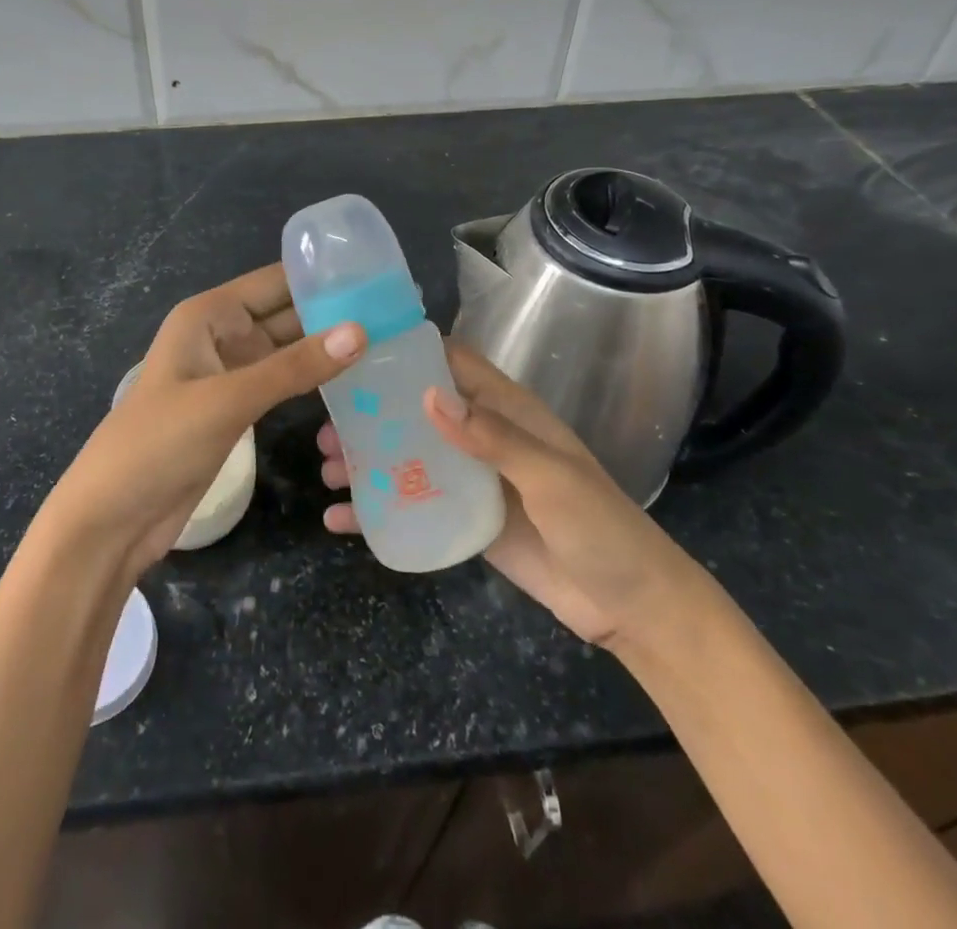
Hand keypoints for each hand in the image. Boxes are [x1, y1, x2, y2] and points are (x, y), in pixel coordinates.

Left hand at [45, 263, 364, 575]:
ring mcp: (229, 374)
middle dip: (333, 313)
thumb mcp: (227, 400)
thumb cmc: (158, 443)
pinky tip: (352, 382)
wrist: (112, 518)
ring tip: (387, 342)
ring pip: (287, 350)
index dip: (321, 277)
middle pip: (286, 314)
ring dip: (327, 348)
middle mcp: (221, 335)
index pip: (275, 282)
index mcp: (209, 315)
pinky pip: (282, 383)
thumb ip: (293, 368)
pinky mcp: (236, 409)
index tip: (377, 277)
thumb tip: (360, 331)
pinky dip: (312, 380)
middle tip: (396, 313)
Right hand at [318, 343, 697, 648]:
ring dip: (367, 459)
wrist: (630, 606)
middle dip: (371, 412)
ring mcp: (471, 479)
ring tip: (326, 469)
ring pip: (408, 456)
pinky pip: (414, 505)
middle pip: (418, 409)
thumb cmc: (599, 527)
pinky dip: (378, 510)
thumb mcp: (550, 477)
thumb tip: (429, 396)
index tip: (356, 349)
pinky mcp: (464, 520)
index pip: (453, 361)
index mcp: (507, 410)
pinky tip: (341, 521)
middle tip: (326, 424)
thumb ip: (493, 437)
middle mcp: (483, 436)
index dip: (409, 349)